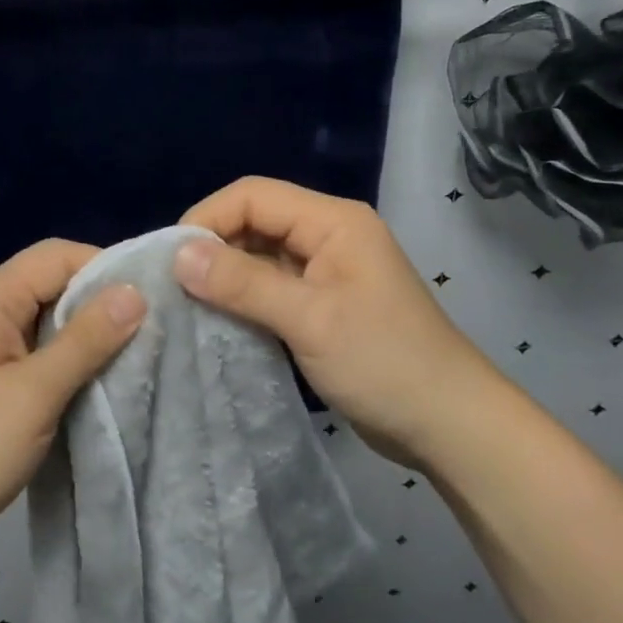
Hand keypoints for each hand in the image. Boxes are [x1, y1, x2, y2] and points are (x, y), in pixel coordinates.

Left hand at [0, 240, 145, 565]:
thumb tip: (136, 292)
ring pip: (51, 317)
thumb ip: (86, 340)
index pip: (58, 256)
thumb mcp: (33, 394)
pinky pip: (40, 347)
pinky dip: (70, 357)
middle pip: (54, 282)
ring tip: (138, 353)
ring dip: (89, 333)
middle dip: (102, 302)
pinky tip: (101, 379)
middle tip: (154, 329)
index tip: (153, 299)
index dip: (106, 269)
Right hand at [175, 176, 493, 469]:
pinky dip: (243, 298)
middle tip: (174, 285)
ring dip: (225, 275)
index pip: (253, 195)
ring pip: (259, 254)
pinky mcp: (323, 302)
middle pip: (254, 221)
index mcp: (332, 221)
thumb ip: (243, 283)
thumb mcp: (309, 320)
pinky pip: (271, 285)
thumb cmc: (384, 363)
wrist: (450, 426)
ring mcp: (326, 269)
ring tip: (188, 303)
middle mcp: (327, 234)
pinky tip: (219, 319)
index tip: (172, 259)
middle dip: (213, 247)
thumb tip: (178, 255)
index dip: (208, 218)